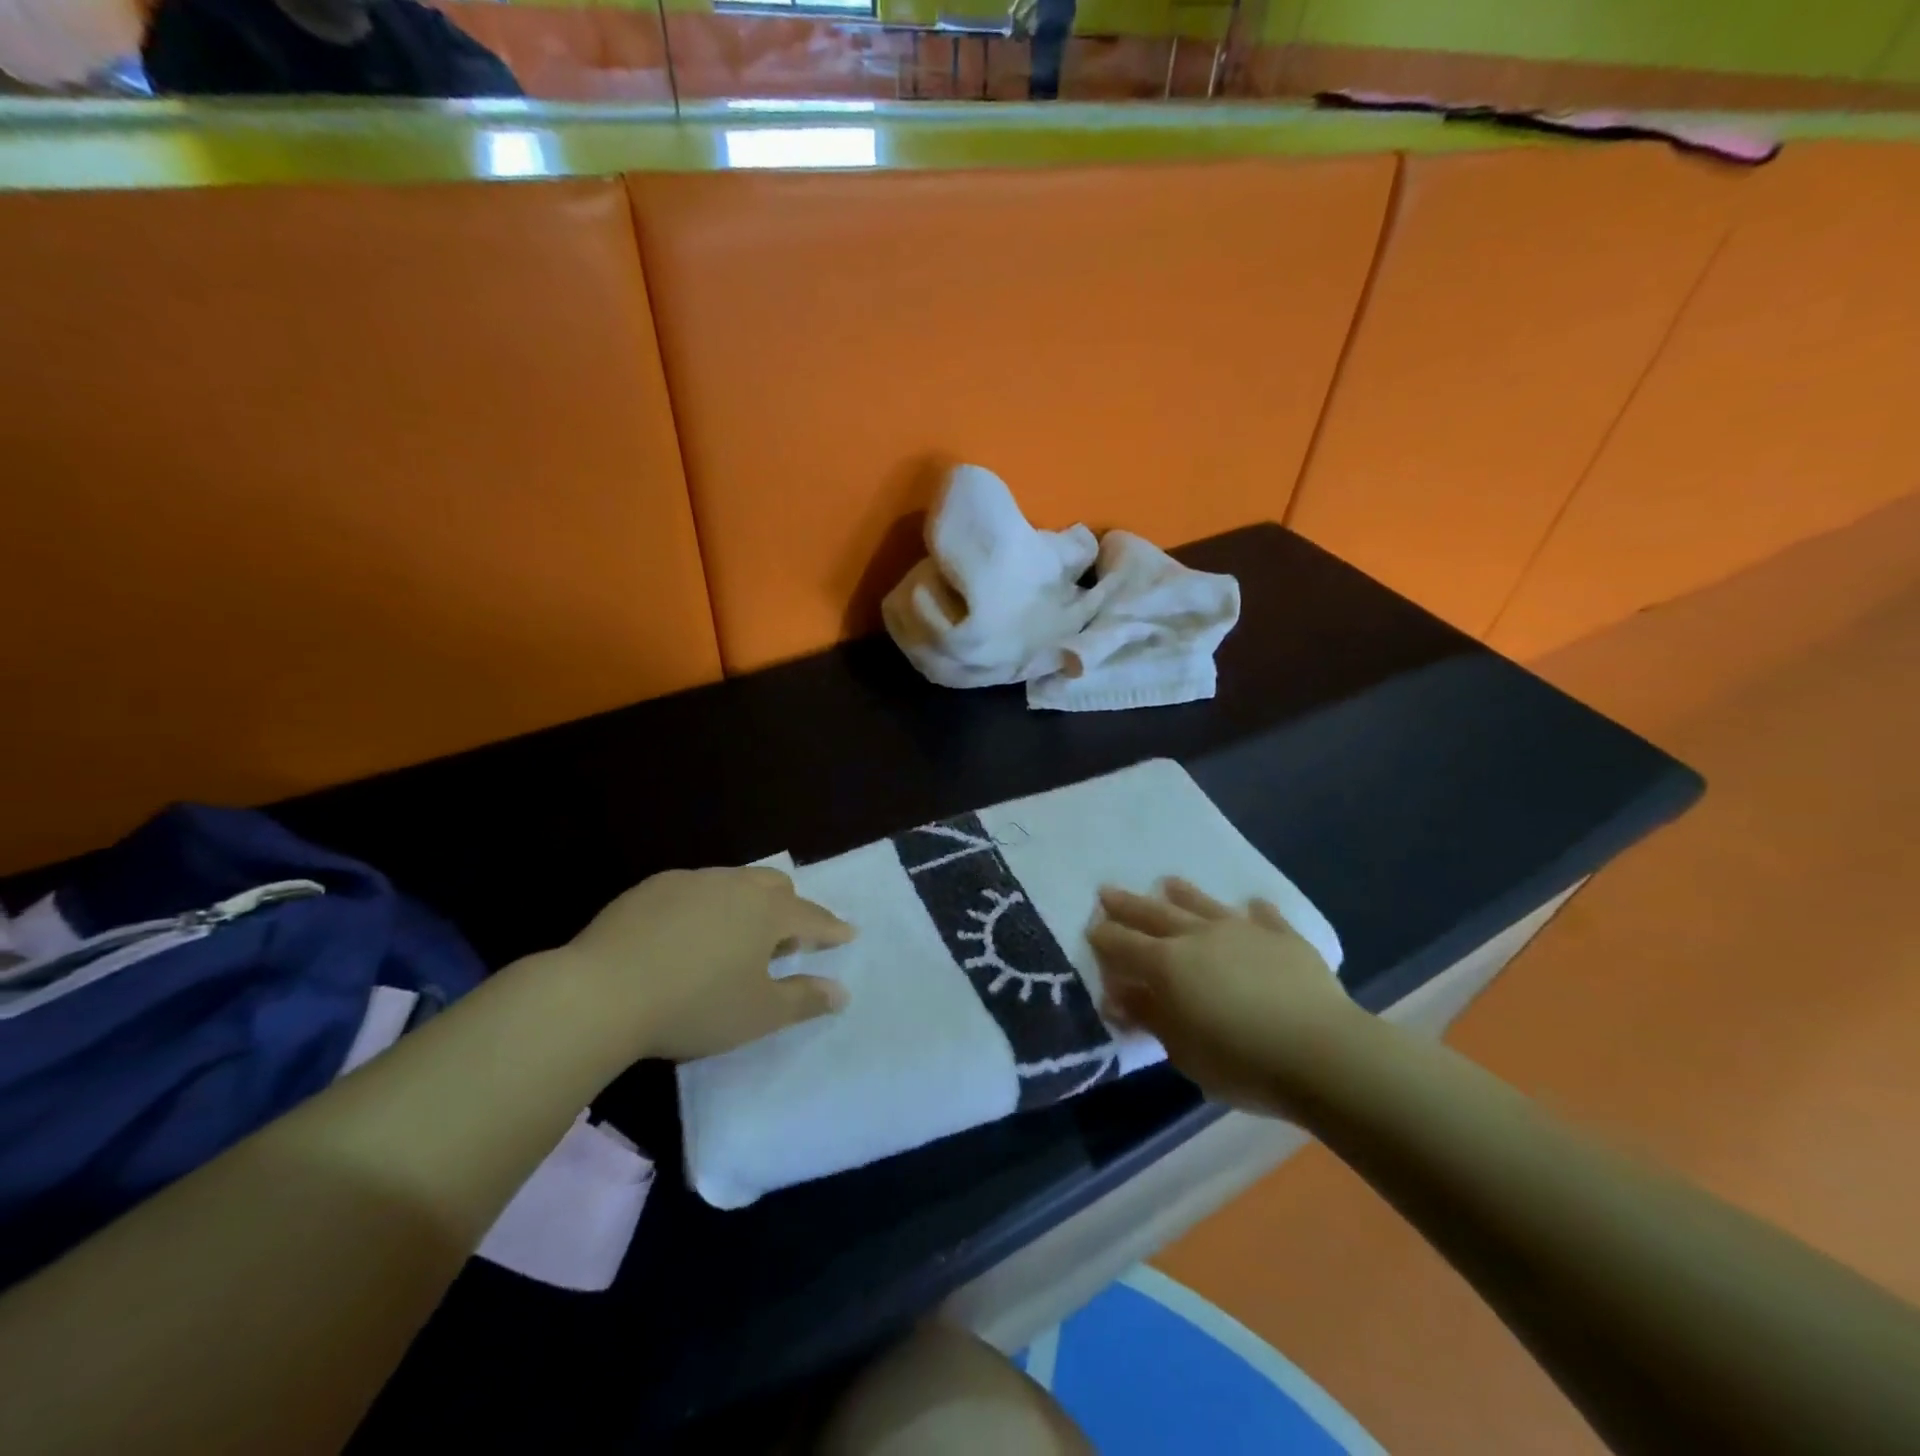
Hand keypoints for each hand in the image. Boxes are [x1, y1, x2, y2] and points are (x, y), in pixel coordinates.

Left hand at [561, 867, 853, 1063]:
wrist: (602, 993)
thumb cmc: (694, 1006)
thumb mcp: (758, 1014)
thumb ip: (805, 999)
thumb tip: (842, 992)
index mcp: (767, 911)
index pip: (812, 917)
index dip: (832, 929)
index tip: (847, 934)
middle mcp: (734, 884)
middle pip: (775, 885)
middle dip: (789, 907)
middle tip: (785, 940)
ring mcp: (690, 881)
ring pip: (732, 882)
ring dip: (745, 904)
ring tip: (734, 938)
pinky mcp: (651, 887)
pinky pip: (693, 889)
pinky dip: (704, 906)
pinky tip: (685, 935)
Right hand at [1089, 879, 1365, 1117]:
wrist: (1323, 1053)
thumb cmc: (1241, 1062)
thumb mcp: (1182, 1050)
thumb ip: (1149, 1016)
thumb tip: (1118, 995)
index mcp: (1168, 964)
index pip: (1124, 944)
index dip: (1104, 937)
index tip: (1091, 928)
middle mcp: (1199, 936)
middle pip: (1155, 914)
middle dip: (1128, 904)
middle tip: (1107, 890)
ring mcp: (1243, 931)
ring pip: (1204, 905)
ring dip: (1183, 894)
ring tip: (1168, 882)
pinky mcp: (1283, 938)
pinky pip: (1263, 917)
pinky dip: (1254, 911)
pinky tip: (1252, 904)